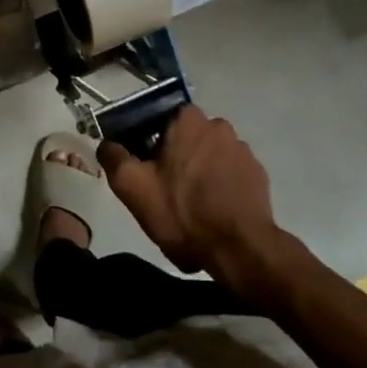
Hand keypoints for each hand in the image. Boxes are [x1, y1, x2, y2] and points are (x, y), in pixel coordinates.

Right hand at [99, 106, 285, 290]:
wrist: (239, 248)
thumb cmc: (182, 212)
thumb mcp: (132, 187)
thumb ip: (114, 158)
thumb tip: (108, 144)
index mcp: (187, 120)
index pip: (159, 119)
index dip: (148, 143)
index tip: (144, 168)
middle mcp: (218, 125)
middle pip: (185, 138)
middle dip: (174, 158)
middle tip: (164, 190)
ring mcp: (242, 149)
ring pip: (209, 155)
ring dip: (199, 172)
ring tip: (191, 206)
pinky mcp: (259, 173)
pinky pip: (230, 173)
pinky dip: (220, 186)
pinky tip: (213, 211)